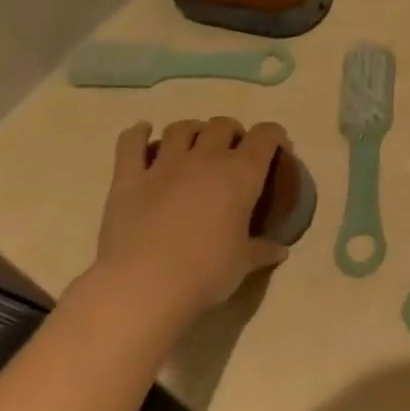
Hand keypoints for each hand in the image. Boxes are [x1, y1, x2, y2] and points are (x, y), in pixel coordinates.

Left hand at [92, 118, 290, 315]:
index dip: (274, 136)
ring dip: (192, 130)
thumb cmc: (206, 272)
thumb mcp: (243, 263)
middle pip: (223, 125)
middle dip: (232, 132)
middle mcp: (206, 159)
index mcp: (242, 174)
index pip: (265, 136)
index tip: (277, 148)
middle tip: (233, 151)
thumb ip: (262, 250)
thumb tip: (281, 250)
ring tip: (194, 143)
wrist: (145, 285)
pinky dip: (137, 133)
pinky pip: (130, 144)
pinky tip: (142, 131)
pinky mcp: (128, 179)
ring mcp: (164, 165)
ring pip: (181, 129)